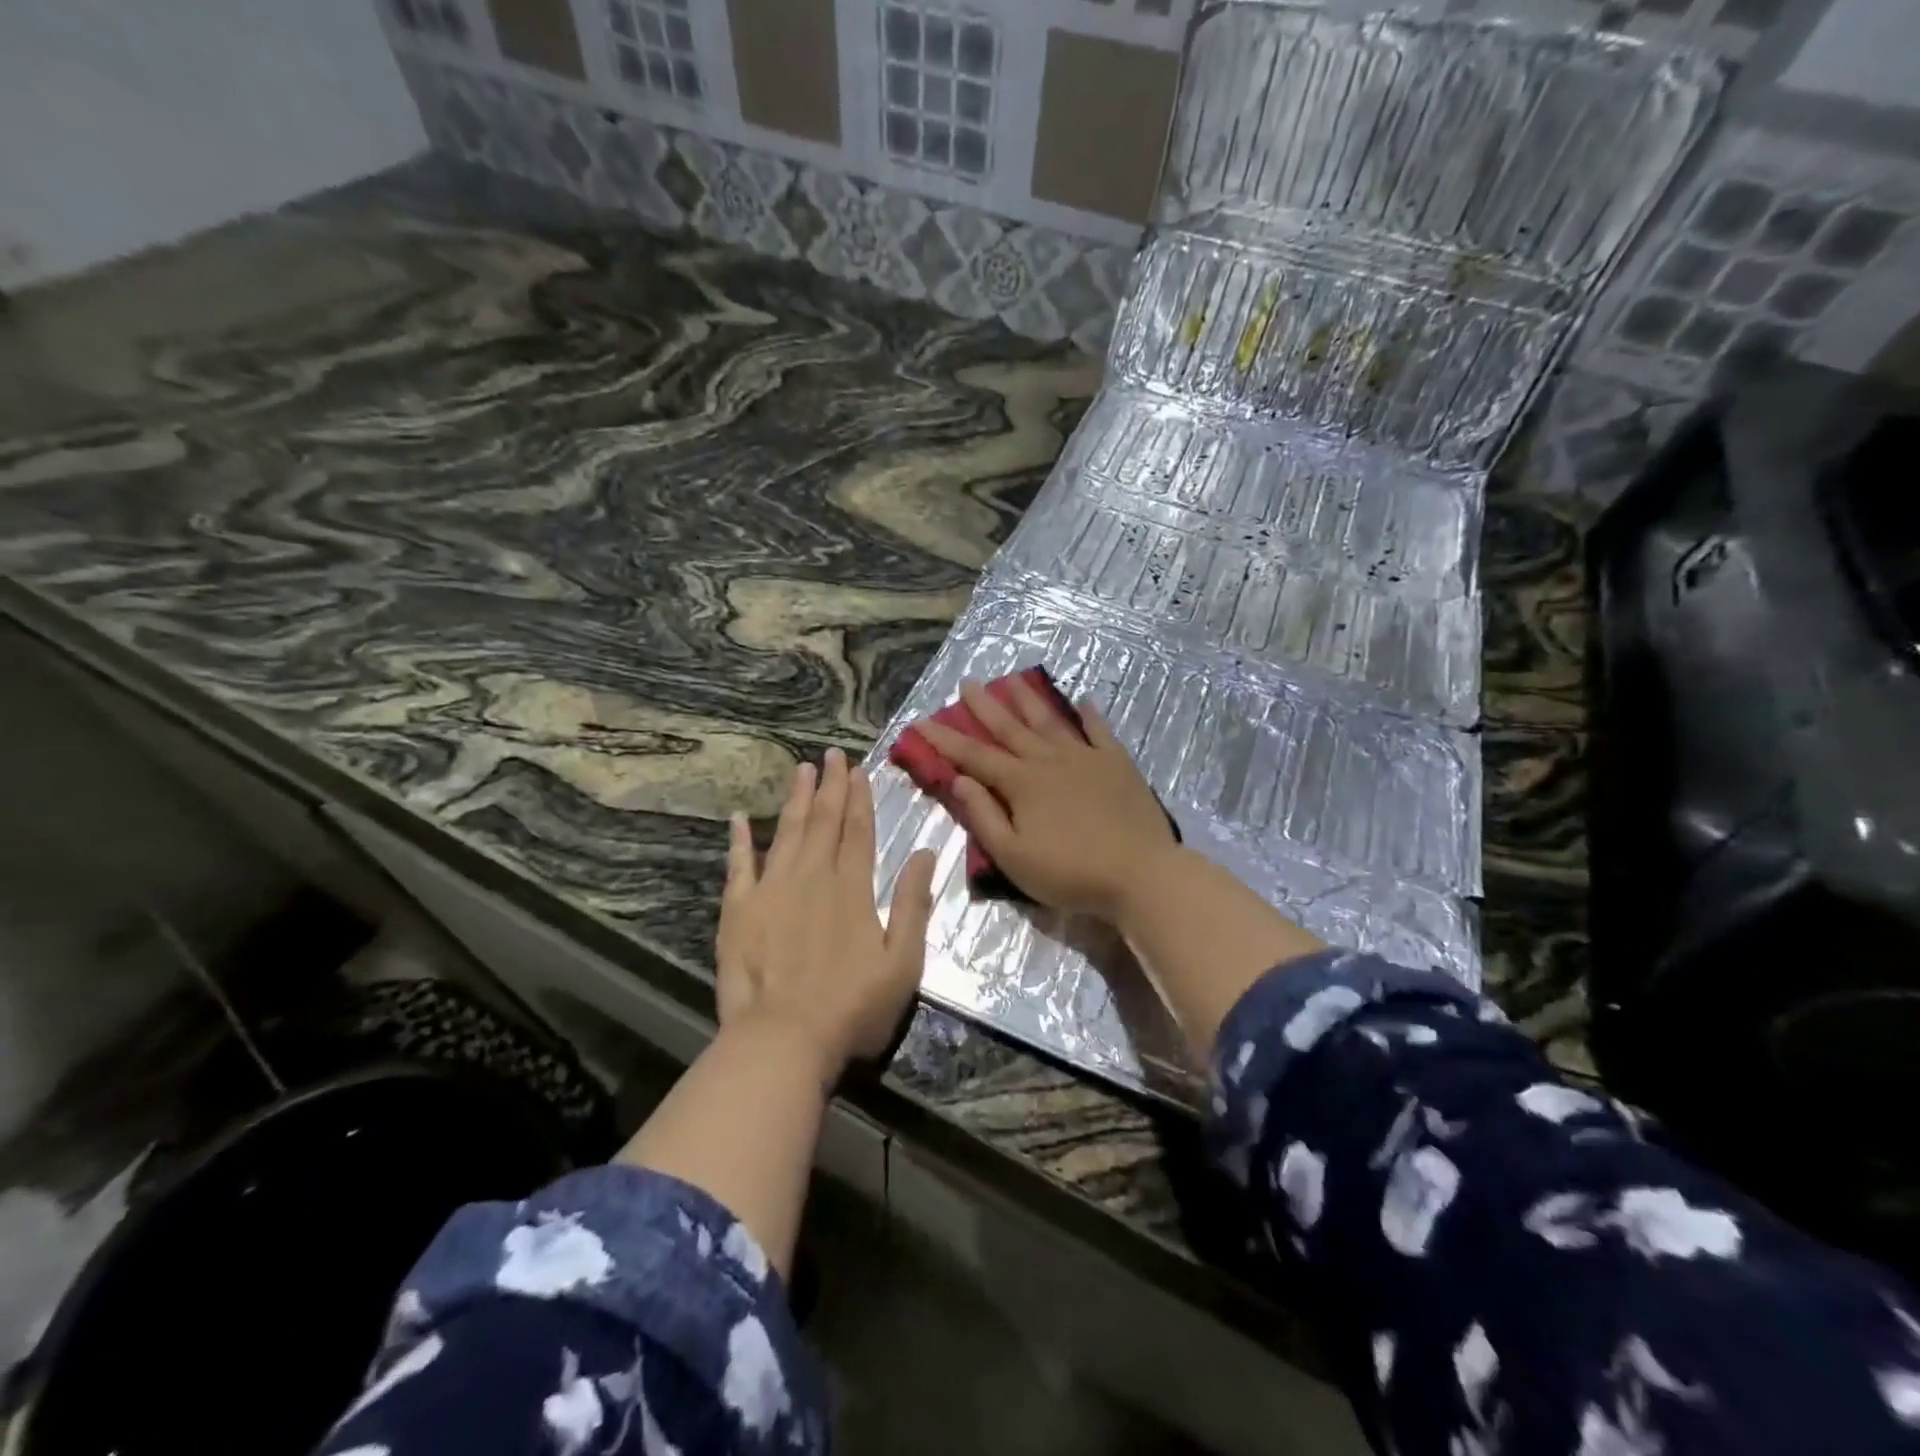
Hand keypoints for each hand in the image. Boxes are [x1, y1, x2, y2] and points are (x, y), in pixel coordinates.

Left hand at [715, 748, 937, 1083]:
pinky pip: (738, 864)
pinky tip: (740, 817)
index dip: (859, 799)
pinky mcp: (739, 909)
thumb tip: (927, 853)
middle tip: (832, 755)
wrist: (783, 1040)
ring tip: (801, 769)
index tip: (858, 770)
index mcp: (852, 889)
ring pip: (787, 832)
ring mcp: (772, 890)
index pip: (858, 831)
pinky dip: (740, 839)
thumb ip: (914, 904)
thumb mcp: (903, 962)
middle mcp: (813, 877)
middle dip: (829, 786)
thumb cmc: (852, 1008)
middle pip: (823, 822)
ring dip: (795, 799)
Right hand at [916, 679, 1177, 920]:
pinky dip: (1089, 714)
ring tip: (1013, 680)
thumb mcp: (1013, 856)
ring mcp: (1085, 757)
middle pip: (1010, 728)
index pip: (973, 756)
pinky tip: (1083, 699)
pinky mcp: (1117, 763)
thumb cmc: (1070, 873)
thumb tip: (960, 780)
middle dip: (985, 706)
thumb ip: (984, 816)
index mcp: (1021, 783)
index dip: (944, 739)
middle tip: (968, 683)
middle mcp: (1049, 760)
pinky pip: (1099, 731)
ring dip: (1028, 700)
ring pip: (1049, 721)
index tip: (920, 721)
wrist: (1140, 874)